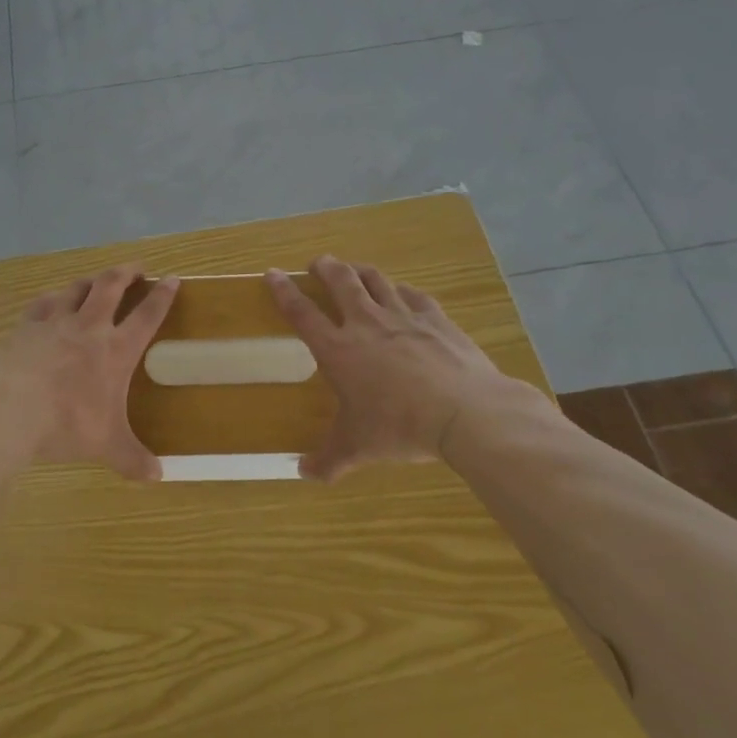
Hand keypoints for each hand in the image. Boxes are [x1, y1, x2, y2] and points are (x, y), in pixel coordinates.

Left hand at [0, 264, 177, 480]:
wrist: (10, 409)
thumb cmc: (66, 424)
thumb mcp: (106, 445)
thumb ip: (132, 459)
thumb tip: (159, 477)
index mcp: (116, 350)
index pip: (147, 315)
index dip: (162, 296)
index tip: (172, 279)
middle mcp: (89, 327)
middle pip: (111, 286)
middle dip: (127, 273)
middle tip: (136, 268)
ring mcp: (55, 321)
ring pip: (78, 288)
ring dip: (91, 280)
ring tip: (98, 280)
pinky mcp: (27, 325)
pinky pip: (43, 302)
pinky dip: (53, 298)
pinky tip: (53, 300)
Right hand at [267, 255, 528, 481]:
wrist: (465, 413)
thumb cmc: (400, 427)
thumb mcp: (358, 447)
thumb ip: (329, 459)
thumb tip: (304, 473)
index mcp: (338, 349)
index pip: (301, 312)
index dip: (283, 291)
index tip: (272, 273)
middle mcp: (366, 323)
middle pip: (340, 281)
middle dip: (325, 268)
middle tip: (317, 264)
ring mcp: (403, 316)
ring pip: (376, 280)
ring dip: (361, 271)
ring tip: (354, 271)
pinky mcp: (436, 319)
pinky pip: (414, 295)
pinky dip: (402, 291)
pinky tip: (403, 294)